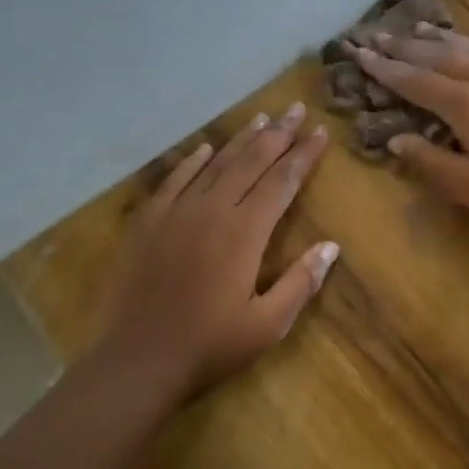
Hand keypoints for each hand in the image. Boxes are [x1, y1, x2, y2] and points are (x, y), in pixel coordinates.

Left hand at [91, 103, 336, 405]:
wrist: (137, 360)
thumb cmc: (210, 346)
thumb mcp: (268, 324)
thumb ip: (301, 282)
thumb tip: (331, 246)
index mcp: (245, 233)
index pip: (282, 182)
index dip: (303, 155)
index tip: (319, 132)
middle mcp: (212, 210)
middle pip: (251, 161)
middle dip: (278, 134)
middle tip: (295, 108)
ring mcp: (176, 213)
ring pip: (215, 164)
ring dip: (241, 140)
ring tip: (262, 119)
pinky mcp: (149, 222)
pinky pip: (175, 180)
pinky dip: (193, 161)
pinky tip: (205, 148)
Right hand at [349, 27, 468, 231]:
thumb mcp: (467, 186)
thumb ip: (428, 160)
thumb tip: (395, 139)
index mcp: (465, 104)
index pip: (415, 80)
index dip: (385, 68)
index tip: (360, 53)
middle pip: (439, 55)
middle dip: (406, 46)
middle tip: (379, 34)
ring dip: (441, 38)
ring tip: (418, 28)